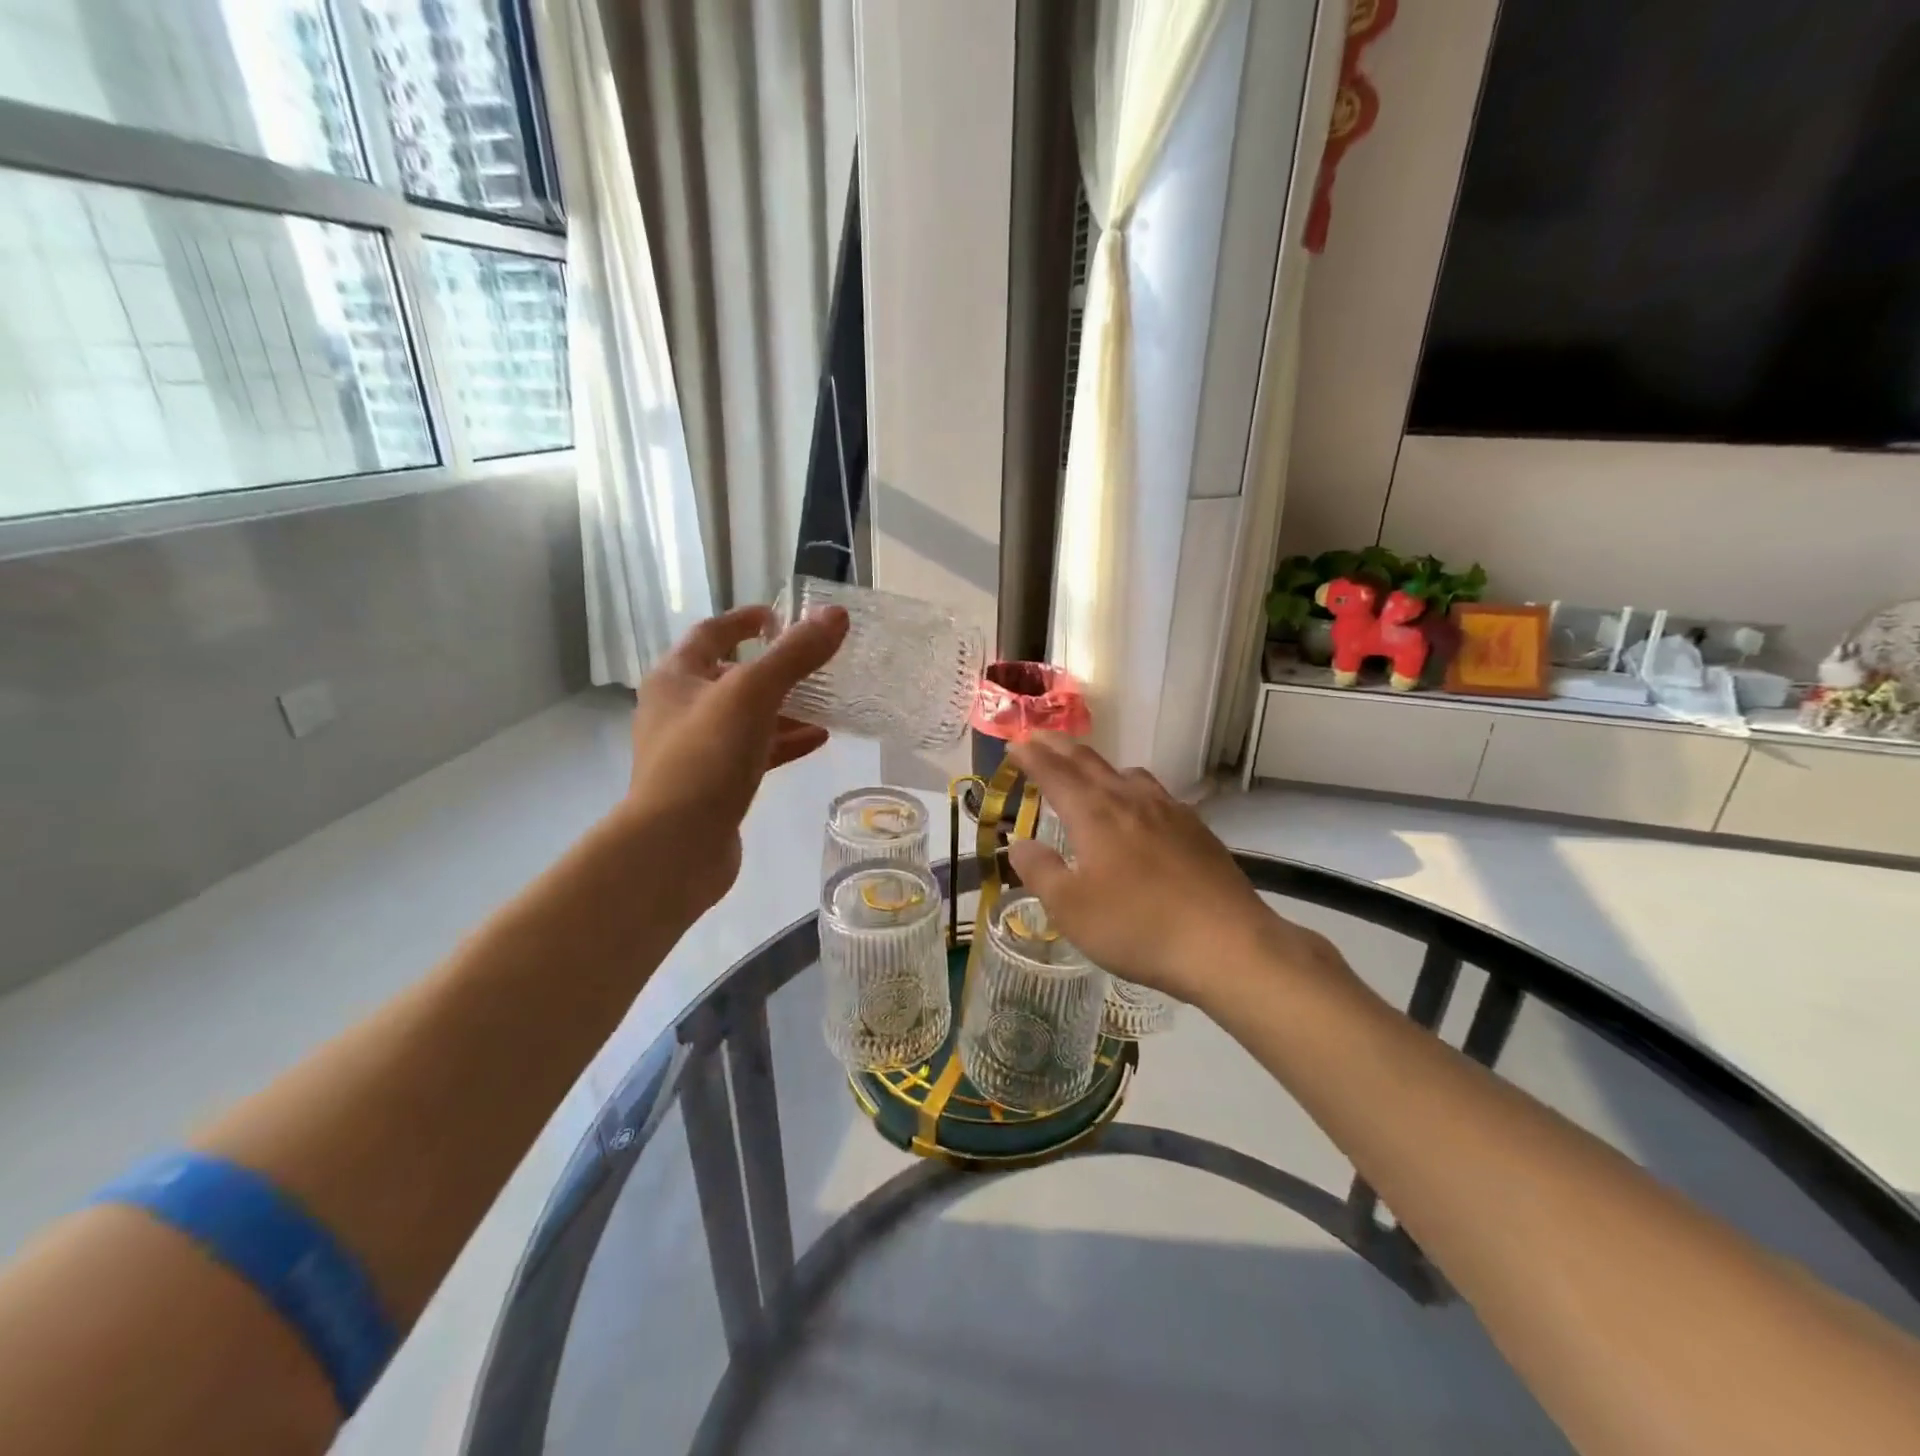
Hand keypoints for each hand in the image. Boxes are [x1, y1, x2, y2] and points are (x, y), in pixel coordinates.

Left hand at [621, 603, 848, 911]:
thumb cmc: (706, 756)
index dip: (745, 620)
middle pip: (730, 676)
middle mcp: (679, 710)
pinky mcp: (713, 785)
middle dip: (773, 668)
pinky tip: (818, 740)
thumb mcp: (753, 694)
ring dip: (784, 708)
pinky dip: (784, 743)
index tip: (780, 616)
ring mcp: (695, 751)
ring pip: (746, 718)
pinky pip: (753, 753)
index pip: (711, 633)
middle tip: (814, 662)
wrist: (676, 845)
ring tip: (827, 702)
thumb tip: (836, 615)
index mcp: (675, 678)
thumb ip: (795, 654)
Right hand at [1004, 735, 1337, 1009]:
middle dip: (1060, 748)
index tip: (1014, 743)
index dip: (1031, 756)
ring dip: (1099, 766)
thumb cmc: (1138, 926)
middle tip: (1039, 738)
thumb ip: (1040, 872)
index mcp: (1095, 814)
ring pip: (1127, 773)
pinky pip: (1155, 794)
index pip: (1055, 773)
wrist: (1227, 943)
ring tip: (1089, 773)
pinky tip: (1140, 809)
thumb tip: (1019, 844)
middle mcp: (1130, 800)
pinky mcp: (1196, 829)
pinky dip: (1133, 788)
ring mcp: (1169, 811)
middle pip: (1090, 762)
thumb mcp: (1071, 909)